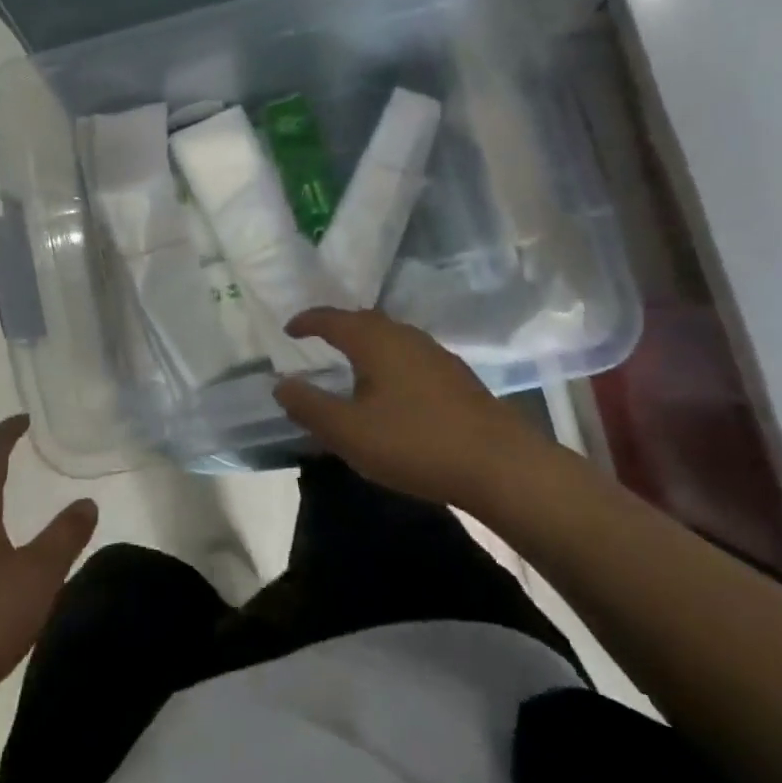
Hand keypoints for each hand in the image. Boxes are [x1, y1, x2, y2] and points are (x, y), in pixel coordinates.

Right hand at [273, 308, 542, 508]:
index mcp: (374, 340)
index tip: (289, 329)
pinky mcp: (456, 375)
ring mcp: (434, 353)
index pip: (332, 318)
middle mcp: (404, 335)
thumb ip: (310, 406)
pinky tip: (392, 388)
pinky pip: (409, 355)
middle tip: (317, 341)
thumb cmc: (415, 443)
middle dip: (337, 327)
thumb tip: (281, 384)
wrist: (500, 464)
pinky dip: (389, 361)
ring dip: (365, 344)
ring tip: (351, 364)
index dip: (307, 321)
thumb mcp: (350, 432)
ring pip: (390, 337)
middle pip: (363, 321)